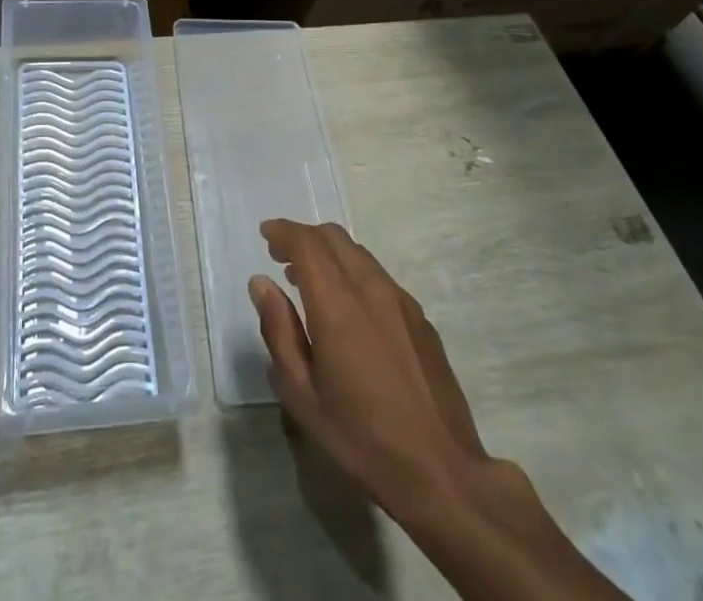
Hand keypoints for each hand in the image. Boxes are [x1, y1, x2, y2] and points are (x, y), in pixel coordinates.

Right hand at [248, 219, 481, 512]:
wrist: (441, 472)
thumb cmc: (361, 438)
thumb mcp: (302, 395)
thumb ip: (279, 331)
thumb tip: (261, 284)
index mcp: (337, 303)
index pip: (306, 243)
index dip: (283, 231)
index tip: (266, 234)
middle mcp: (369, 288)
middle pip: (333, 237)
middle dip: (304, 237)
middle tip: (281, 256)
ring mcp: (400, 300)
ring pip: (358, 252)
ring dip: (329, 253)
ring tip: (309, 281)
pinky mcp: (420, 317)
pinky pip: (378, 275)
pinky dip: (353, 272)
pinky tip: (348, 308)